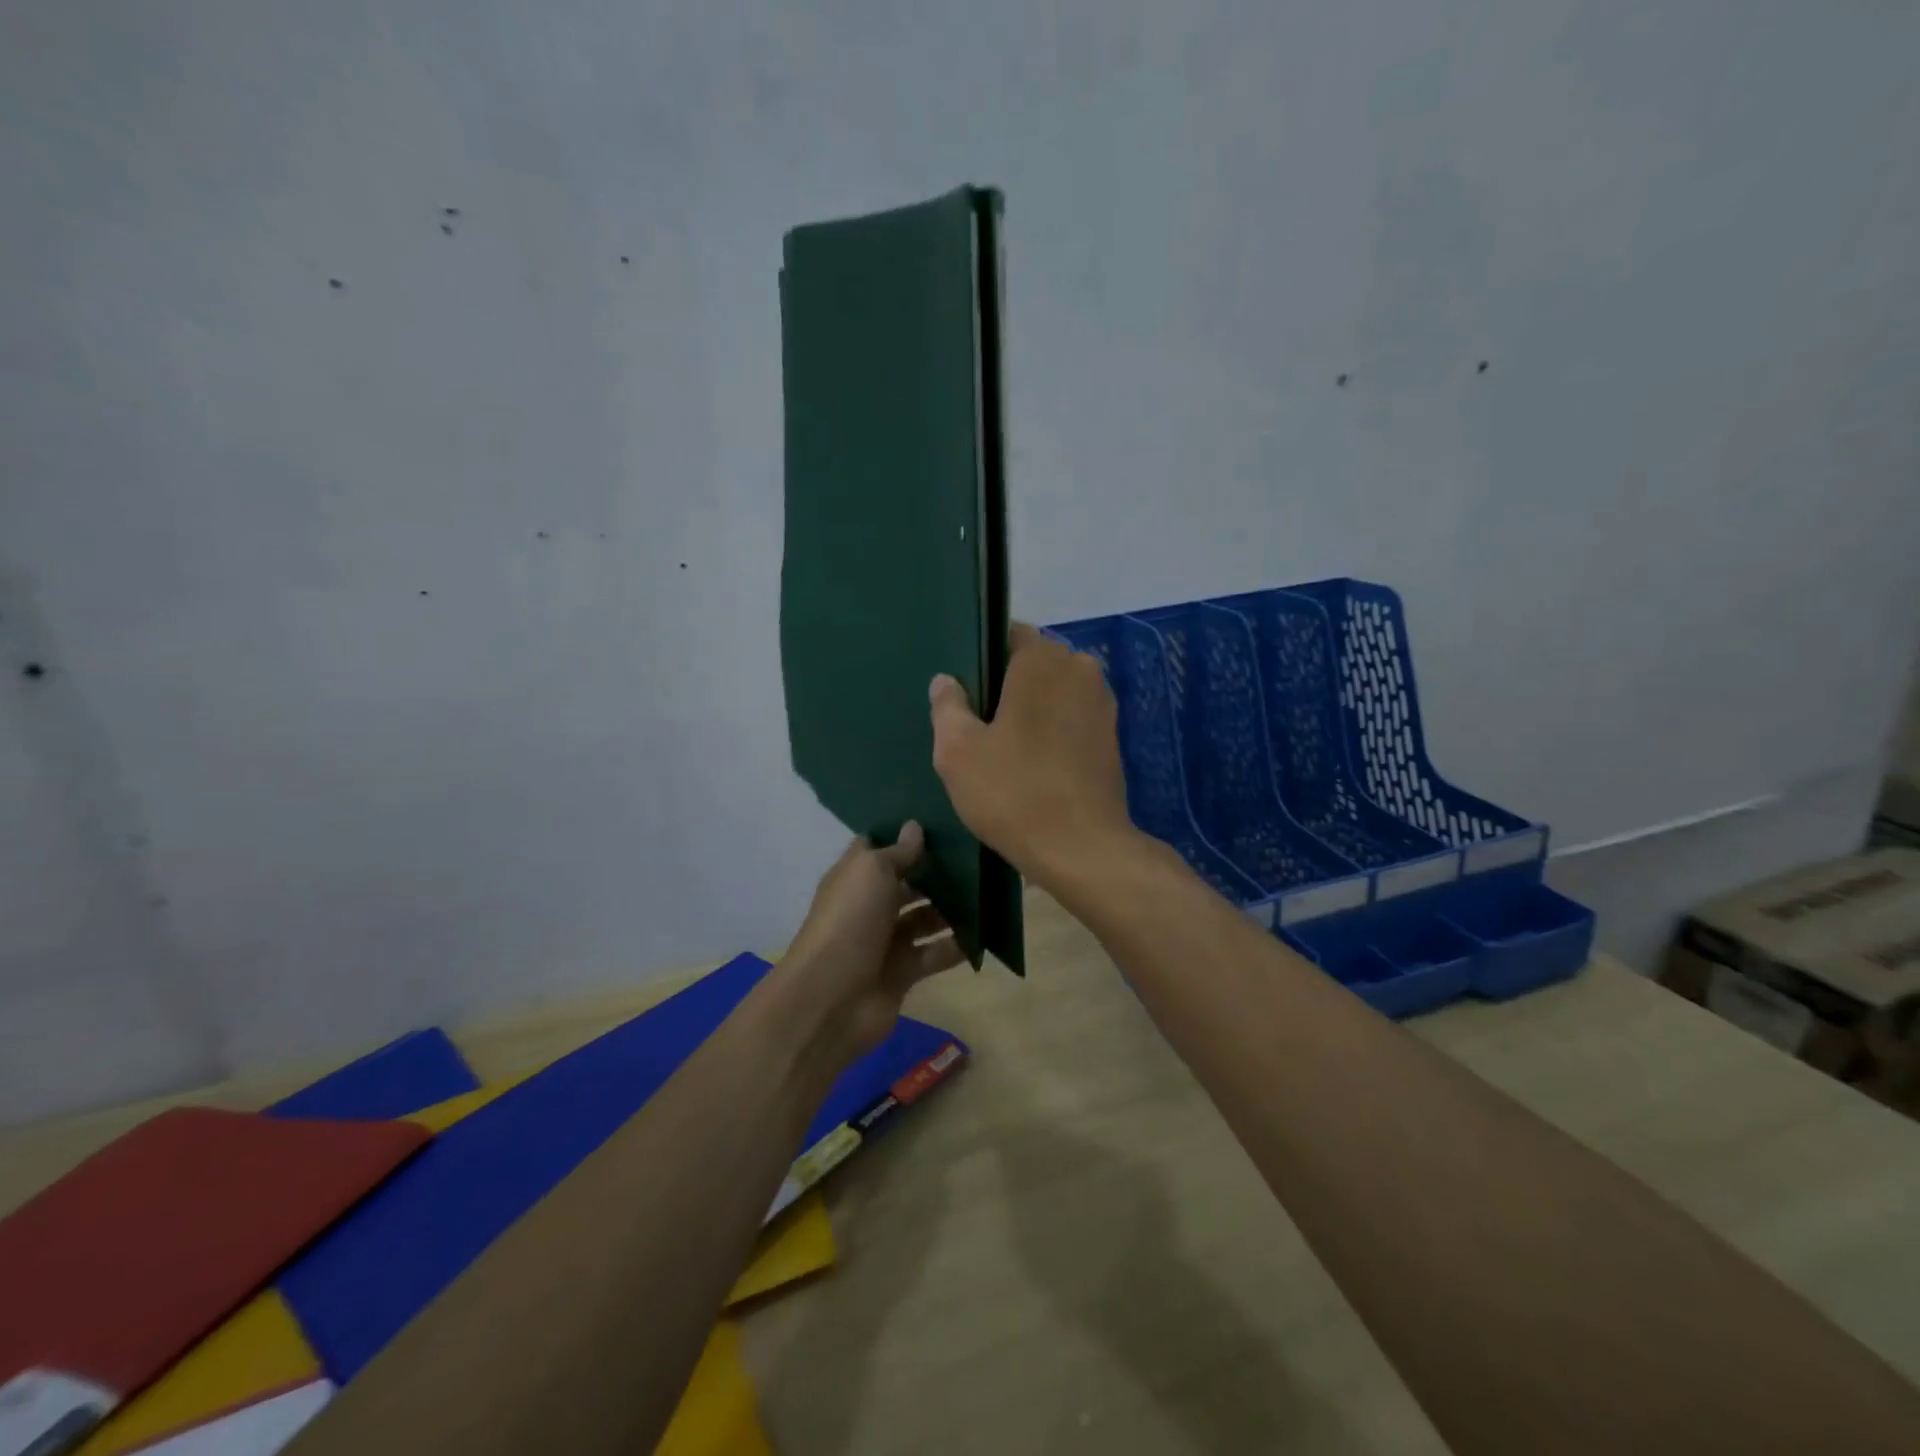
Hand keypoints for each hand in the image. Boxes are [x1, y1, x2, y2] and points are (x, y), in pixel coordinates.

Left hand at [776, 822, 965, 1065]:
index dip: (906, 835)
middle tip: (980, 855)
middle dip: (939, 871)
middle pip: (909, 883)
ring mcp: (887, 941)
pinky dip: (957, 946)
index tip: (943, 819)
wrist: (832, 998)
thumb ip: (898, 851)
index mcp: (856, 877)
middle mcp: (870, 905)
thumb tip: (915, 825)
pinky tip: (986, 933)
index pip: (881, 847)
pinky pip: (935, 953)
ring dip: (953, 908)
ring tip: (990, 891)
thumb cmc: (851, 920)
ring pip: (926, 918)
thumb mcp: (872, 872)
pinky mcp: (904, 972)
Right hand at [929, 624, 1137, 888]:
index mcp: (1044, 660)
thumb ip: (948, 706)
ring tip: (1002, 744)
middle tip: (977, 722)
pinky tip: (1032, 761)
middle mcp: (1081, 669)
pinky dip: (1052, 728)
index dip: (983, 656)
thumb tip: (946, 680)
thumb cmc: (1014, 792)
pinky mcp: (1112, 736)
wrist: (1083, 849)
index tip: (964, 688)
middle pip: (1033, 663)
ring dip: (1031, 708)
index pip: (1009, 634)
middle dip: (1007, 684)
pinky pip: (1072, 716)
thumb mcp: (958, 751)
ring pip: (1054, 691)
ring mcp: (1102, 703)